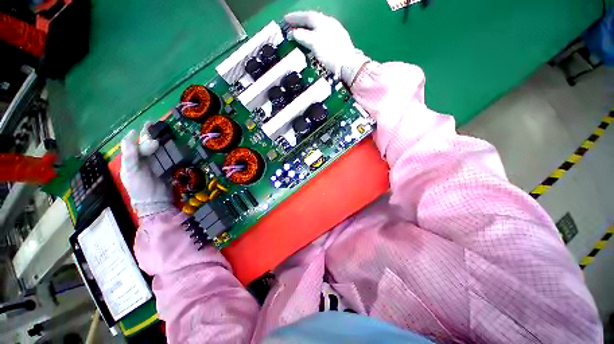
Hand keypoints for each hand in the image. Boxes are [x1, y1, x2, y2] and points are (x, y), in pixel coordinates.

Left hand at [120, 122, 172, 217]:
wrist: (156, 201)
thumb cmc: (140, 187)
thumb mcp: (131, 170)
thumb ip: (130, 153)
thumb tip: (134, 133)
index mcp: (131, 160)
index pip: (135, 144)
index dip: (140, 135)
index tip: (148, 126)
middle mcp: (142, 160)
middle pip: (146, 144)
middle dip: (150, 134)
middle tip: (158, 125)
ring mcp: (155, 164)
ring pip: (157, 148)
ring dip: (162, 140)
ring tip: (167, 131)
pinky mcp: (166, 167)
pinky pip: (167, 156)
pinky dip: (170, 149)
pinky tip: (174, 144)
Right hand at [284, 11, 369, 85]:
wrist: (348, 65)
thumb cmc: (330, 53)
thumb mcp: (314, 44)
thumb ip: (304, 37)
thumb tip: (294, 33)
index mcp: (323, 22)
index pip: (307, 16)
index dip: (295, 18)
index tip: (285, 19)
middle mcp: (330, 23)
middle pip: (314, 19)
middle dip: (301, 22)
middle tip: (292, 25)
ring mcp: (336, 31)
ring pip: (319, 26)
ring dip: (309, 28)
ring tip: (301, 32)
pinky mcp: (339, 41)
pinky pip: (324, 33)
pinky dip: (316, 34)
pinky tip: (314, 39)